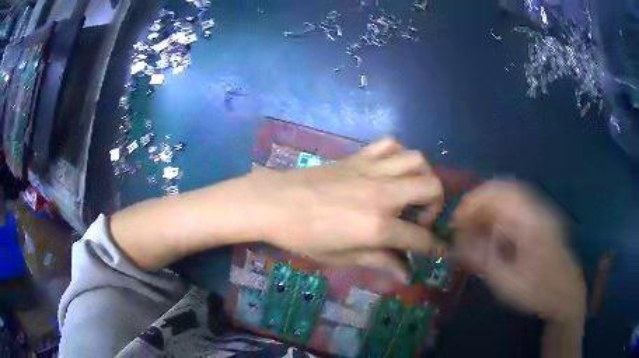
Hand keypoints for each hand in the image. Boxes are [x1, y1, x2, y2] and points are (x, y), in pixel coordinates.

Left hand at [246, 137, 443, 280]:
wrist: (272, 202)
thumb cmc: (303, 237)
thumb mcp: (341, 257)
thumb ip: (379, 261)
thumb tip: (406, 274)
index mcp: (377, 226)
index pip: (421, 238)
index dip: (436, 247)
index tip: (442, 250)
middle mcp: (382, 193)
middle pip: (432, 187)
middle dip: (437, 205)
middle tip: (420, 220)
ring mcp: (371, 170)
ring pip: (417, 159)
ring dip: (422, 176)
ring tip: (410, 193)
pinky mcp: (357, 157)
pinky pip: (389, 144)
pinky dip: (398, 154)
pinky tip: (390, 170)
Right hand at [451, 180, 585, 323]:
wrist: (566, 293)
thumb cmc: (538, 290)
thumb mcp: (507, 281)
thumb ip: (481, 260)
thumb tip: (454, 248)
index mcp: (529, 219)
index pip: (495, 195)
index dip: (471, 204)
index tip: (454, 224)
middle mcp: (535, 207)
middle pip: (500, 191)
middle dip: (477, 206)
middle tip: (461, 228)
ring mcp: (539, 212)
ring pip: (507, 198)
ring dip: (487, 212)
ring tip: (473, 232)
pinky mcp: (539, 220)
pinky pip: (515, 209)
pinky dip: (498, 218)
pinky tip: (491, 236)